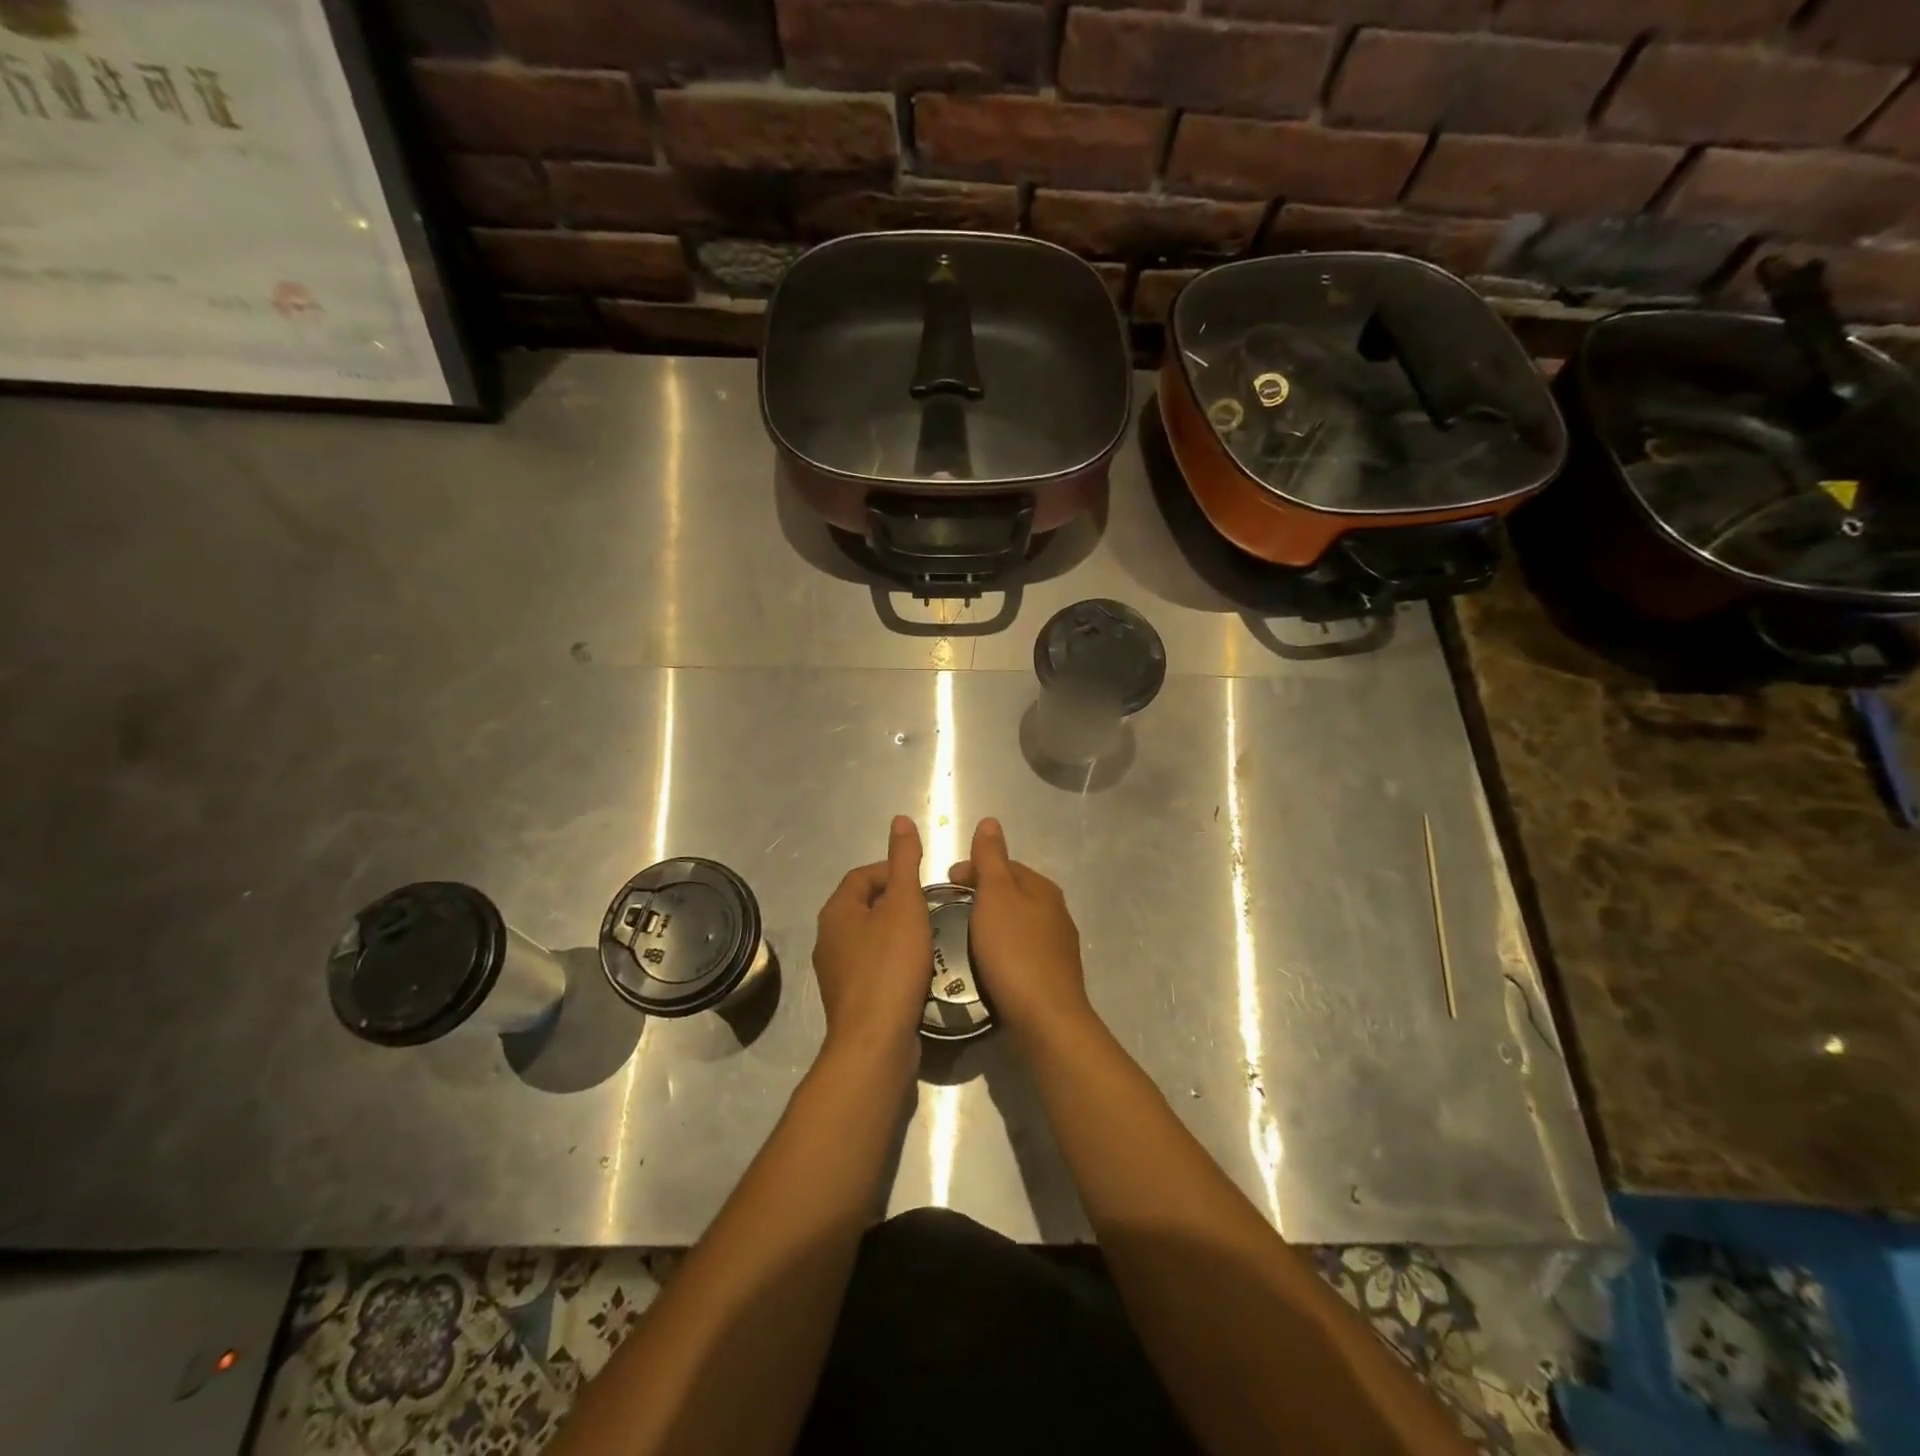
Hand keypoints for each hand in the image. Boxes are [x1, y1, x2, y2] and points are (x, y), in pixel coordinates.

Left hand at [812, 816, 931, 1068]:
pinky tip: (919, 972)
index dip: (893, 870)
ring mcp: (837, 973)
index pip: (863, 875)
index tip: (924, 880)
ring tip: (931, 937)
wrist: (875, 1042)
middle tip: (932, 908)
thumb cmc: (890, 965)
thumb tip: (900, 820)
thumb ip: (904, 861)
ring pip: (871, 939)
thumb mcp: (904, 904)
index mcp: (836, 912)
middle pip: (866, 906)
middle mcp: (828, 939)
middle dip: (898, 903)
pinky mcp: (851, 1001)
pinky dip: (895, 962)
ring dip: (899, 934)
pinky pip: (874, 968)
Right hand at [948, 819, 1094, 1047]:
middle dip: (981, 895)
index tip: (945, 883)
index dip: (974, 868)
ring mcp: (1056, 947)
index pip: (1005, 865)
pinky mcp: (1051, 977)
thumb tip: (990, 821)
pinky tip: (984, 965)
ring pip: (1016, 923)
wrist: (1046, 1019)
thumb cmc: (1014, 951)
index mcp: (1042, 889)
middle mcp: (1055, 913)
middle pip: (1012, 893)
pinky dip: (999, 950)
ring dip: (990, 924)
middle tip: (949, 911)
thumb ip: (990, 858)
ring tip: (962, 938)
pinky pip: (1019, 952)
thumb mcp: (996, 896)